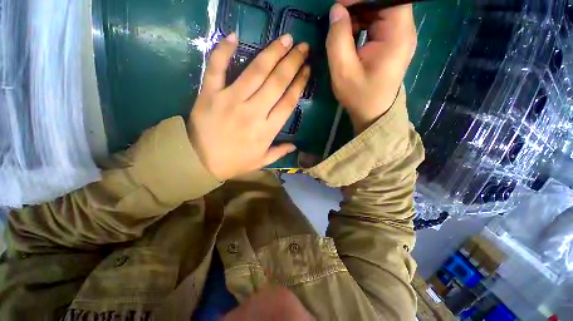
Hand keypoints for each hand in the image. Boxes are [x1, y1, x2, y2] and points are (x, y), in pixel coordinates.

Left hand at [188, 33, 309, 180]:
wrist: (199, 161)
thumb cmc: (234, 163)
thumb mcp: (261, 162)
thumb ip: (279, 152)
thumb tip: (295, 145)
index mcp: (266, 130)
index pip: (288, 102)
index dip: (299, 83)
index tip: (307, 69)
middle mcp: (253, 112)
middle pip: (277, 82)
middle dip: (292, 62)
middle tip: (302, 47)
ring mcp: (230, 100)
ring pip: (256, 72)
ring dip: (272, 53)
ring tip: (286, 39)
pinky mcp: (209, 93)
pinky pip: (216, 67)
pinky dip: (223, 50)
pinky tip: (234, 36)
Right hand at [326, 1, 416, 133]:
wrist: (372, 114)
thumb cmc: (359, 96)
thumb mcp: (343, 71)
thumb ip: (338, 39)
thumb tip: (336, 11)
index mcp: (397, 34)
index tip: (340, 6)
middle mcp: (403, 30)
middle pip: (384, 2)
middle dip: (358, 5)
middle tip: (337, 18)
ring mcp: (398, 37)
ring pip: (379, 10)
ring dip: (358, 14)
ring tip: (341, 29)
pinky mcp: (391, 44)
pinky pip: (377, 23)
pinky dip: (361, 24)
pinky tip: (349, 36)